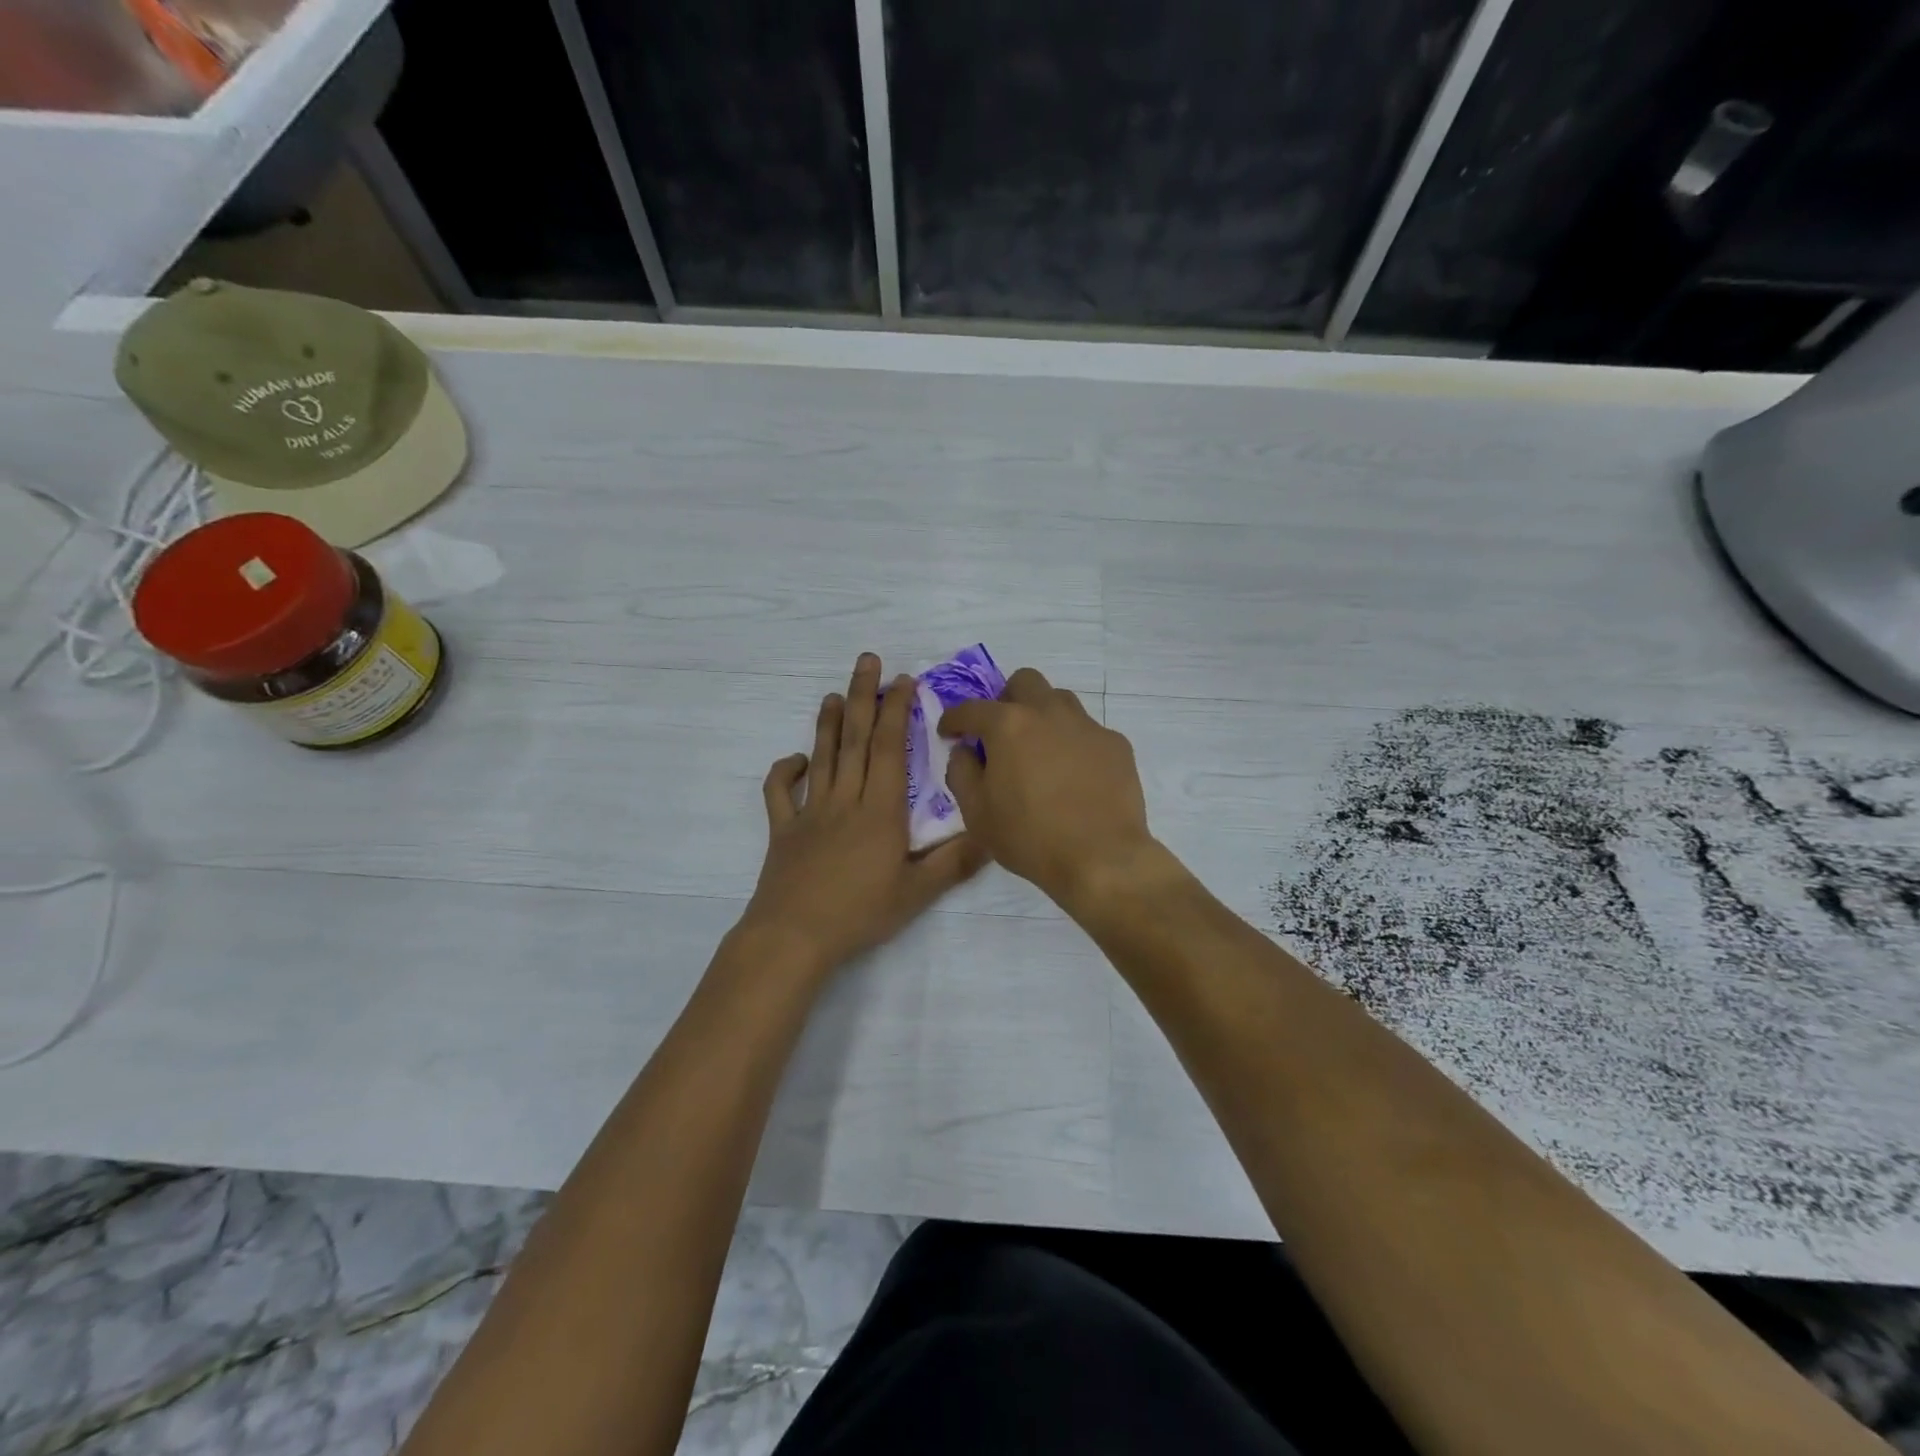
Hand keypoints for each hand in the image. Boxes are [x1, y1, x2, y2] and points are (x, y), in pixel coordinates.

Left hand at [739, 654, 985, 976]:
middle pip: (855, 740)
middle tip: (866, 661)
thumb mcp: (916, 893)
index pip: (890, 750)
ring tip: (833, 694)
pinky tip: (795, 759)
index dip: (897, 712)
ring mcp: (810, 813)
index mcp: (880, 811)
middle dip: (863, 697)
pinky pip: (779, 794)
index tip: (902, 682)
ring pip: (822, 757)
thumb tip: (990, 834)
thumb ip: (954, 862)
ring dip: (828, 723)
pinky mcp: (783, 830)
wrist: (793, 936)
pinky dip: (784, 772)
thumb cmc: (859, 914)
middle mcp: (845, 801)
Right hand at [940, 667, 1162, 912]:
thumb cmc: (1029, 837)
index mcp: (1008, 725)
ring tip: (1039, 750)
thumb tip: (965, 750)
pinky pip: (1088, 730)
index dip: (954, 719)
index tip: (949, 732)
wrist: (1101, 858)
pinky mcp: (1116, 744)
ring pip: (1059, 700)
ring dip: (1042, 715)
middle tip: (1001, 732)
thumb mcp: (977, 813)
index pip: (971, 709)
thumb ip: (961, 772)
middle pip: (1024, 681)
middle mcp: (1048, 712)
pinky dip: (1073, 743)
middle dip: (1006, 699)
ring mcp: (1087, 725)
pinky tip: (1074, 774)